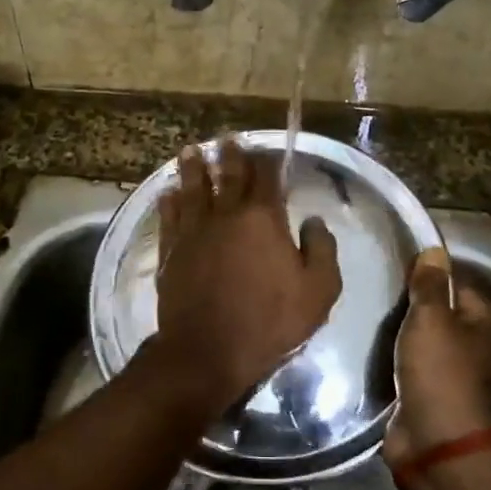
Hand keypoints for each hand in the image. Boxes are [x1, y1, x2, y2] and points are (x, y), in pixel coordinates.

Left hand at [154, 140, 341, 411]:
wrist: (208, 351)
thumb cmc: (270, 321)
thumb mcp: (318, 291)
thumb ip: (322, 250)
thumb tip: (312, 220)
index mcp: (263, 219)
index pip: (267, 179)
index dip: (268, 161)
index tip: (266, 150)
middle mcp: (226, 215)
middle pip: (227, 176)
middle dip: (229, 155)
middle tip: (227, 138)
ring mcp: (194, 231)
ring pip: (193, 189)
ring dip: (193, 168)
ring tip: (190, 150)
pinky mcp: (171, 251)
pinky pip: (169, 217)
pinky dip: (169, 201)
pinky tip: (168, 192)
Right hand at [383, 248, 490, 469]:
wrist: (439, 448)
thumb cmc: (442, 374)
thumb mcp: (432, 319)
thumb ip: (430, 284)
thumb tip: (435, 250)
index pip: (457, 283)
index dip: (427, 276)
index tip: (393, 270)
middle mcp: (481, 347)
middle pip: (440, 313)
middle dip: (410, 308)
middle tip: (376, 294)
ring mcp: (457, 375)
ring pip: (423, 342)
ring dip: (400, 337)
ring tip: (369, 319)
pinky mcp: (433, 397)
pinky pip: (410, 368)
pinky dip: (395, 362)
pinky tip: (371, 350)